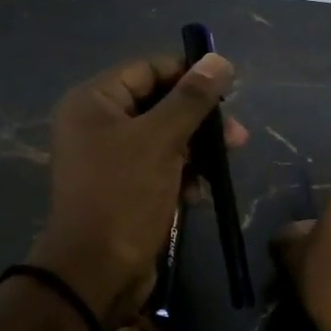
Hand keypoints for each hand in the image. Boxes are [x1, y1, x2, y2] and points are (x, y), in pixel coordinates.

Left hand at [27, 53, 246, 326]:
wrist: (97, 271)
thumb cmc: (124, 195)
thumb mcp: (161, 140)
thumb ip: (191, 99)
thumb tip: (219, 60)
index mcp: (94, 102)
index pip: (148, 69)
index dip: (188, 75)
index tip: (228, 89)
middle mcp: (97, 124)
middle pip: (159, 104)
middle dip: (199, 120)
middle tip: (237, 137)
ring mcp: (110, 159)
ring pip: (164, 139)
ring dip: (196, 151)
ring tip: (222, 167)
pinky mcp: (124, 188)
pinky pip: (159, 168)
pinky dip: (182, 176)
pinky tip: (198, 194)